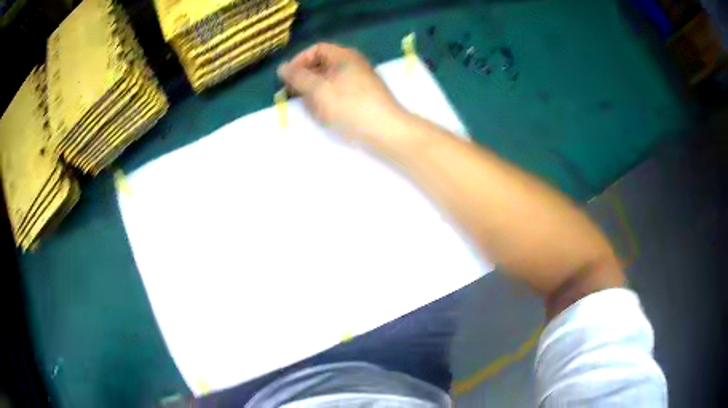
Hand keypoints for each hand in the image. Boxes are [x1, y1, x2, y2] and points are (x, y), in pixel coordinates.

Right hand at [277, 43, 408, 143]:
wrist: (386, 130)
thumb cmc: (350, 106)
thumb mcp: (319, 90)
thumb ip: (298, 77)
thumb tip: (282, 67)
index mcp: (344, 56)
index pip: (316, 49)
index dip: (299, 61)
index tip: (288, 78)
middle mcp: (353, 64)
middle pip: (322, 65)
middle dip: (306, 80)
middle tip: (296, 96)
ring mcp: (360, 81)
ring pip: (329, 81)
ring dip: (316, 94)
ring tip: (314, 110)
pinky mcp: (362, 97)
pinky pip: (339, 93)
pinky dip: (328, 102)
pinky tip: (326, 116)